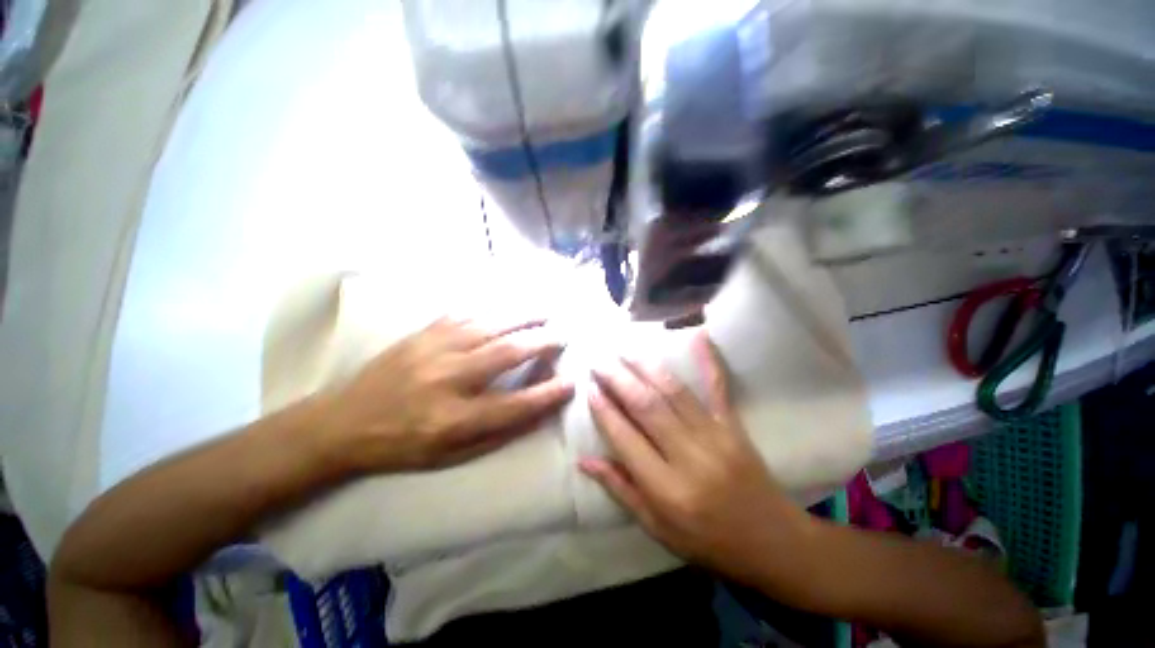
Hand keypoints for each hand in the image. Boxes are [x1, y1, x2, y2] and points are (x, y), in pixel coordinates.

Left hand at [319, 316, 574, 472]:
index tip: (571, 382)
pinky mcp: (422, 334)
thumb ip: (497, 434)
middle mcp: (448, 379)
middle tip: (562, 335)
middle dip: (542, 342)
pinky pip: (464, 315)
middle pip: (507, 354)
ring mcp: (433, 351)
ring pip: (489, 326)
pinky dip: (490, 310)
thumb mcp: (451, 456)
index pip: (515, 405)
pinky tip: (506, 308)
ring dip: (522, 318)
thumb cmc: (402, 446)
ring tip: (544, 313)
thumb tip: (536, 413)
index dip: (547, 394)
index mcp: (454, 419)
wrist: (343, 422)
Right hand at [581, 332, 814, 583]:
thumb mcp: (656, 528)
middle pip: (647, 407)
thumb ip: (621, 490)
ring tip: (624, 350)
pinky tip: (698, 335)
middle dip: (618, 380)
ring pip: (674, 393)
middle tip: (599, 361)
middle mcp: (689, 457)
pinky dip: (708, 360)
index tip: (589, 388)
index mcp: (667, 489)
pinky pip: (719, 388)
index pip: (626, 439)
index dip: (604, 411)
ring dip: (645, 367)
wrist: (773, 543)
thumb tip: (585, 461)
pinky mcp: (734, 426)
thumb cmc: (708, 541)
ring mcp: (716, 437)